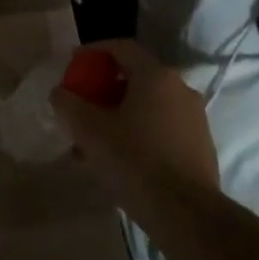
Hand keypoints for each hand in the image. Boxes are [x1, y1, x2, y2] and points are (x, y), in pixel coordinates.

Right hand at [51, 39, 219, 195]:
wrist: (185, 212)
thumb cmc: (133, 160)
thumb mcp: (89, 130)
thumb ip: (68, 104)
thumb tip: (60, 92)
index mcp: (156, 76)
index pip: (122, 47)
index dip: (94, 50)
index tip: (73, 63)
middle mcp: (180, 89)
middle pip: (134, 78)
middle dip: (103, 90)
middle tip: (80, 107)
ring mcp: (194, 117)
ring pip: (147, 106)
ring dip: (117, 116)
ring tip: (91, 143)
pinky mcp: (199, 145)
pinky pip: (160, 127)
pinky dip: (137, 133)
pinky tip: (118, 160)